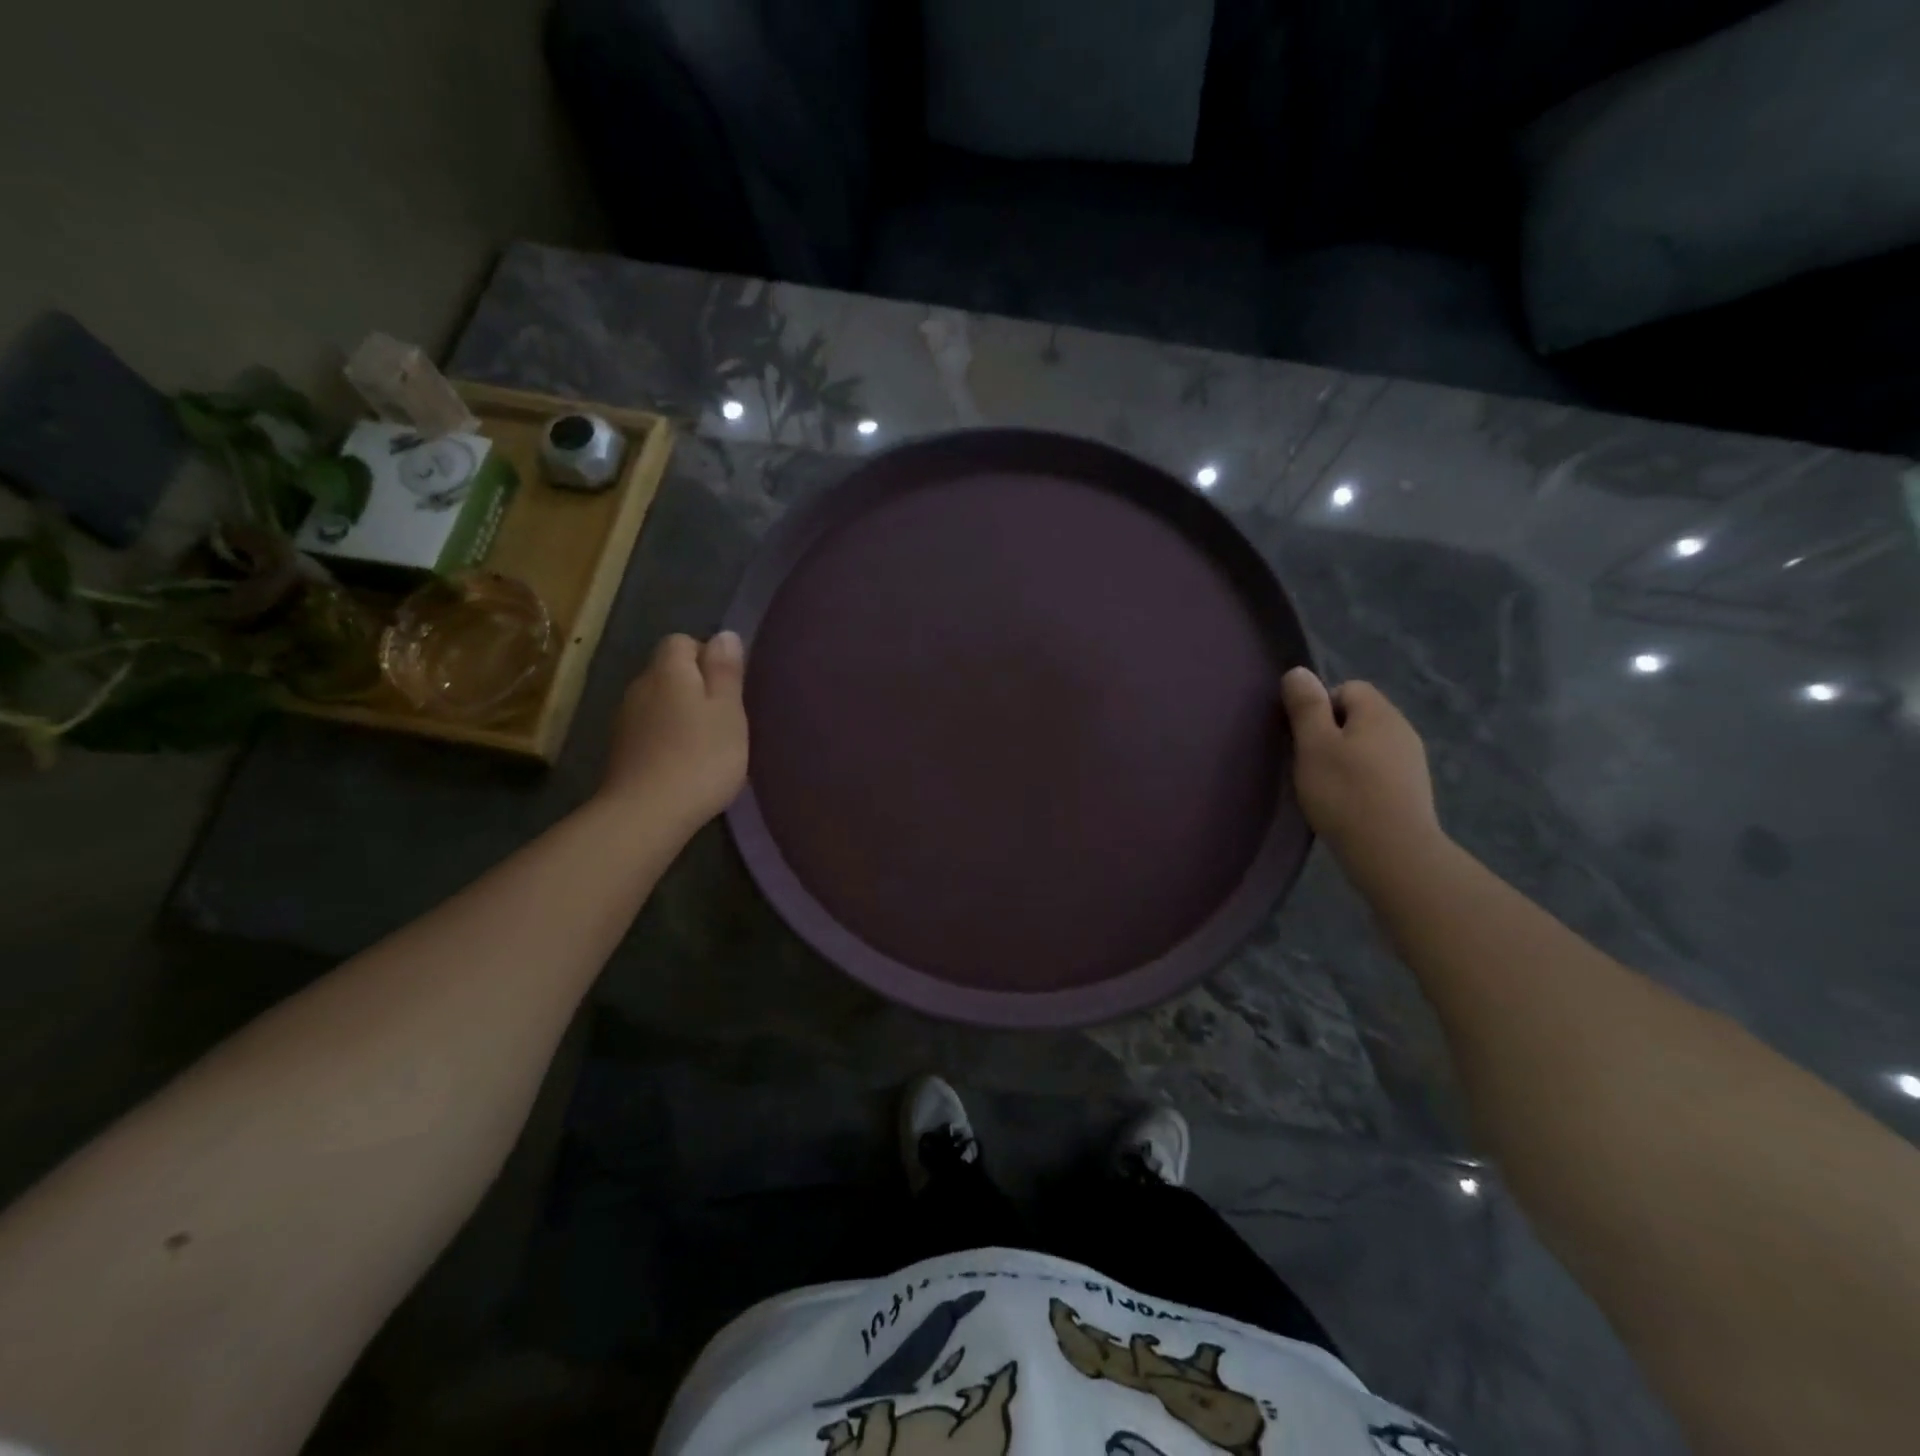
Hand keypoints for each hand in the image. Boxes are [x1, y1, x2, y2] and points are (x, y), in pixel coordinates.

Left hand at [599, 631, 748, 825]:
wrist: (646, 813)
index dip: (707, 656)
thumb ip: (726, 671)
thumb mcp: (728, 711)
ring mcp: (625, 719)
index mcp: (668, 671)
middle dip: (695, 685)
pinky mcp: (621, 750)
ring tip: (707, 742)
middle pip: (668, 671)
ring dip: (680, 713)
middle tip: (724, 717)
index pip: (682, 641)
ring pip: (658, 701)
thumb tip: (724, 635)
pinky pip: (649, 729)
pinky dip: (667, 737)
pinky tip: (684, 762)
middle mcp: (640, 686)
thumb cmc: (700, 757)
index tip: (729, 687)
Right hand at [1280, 668, 1441, 863]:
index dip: (1320, 707)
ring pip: (1369, 745)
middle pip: (1359, 716)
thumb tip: (1299, 672)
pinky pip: (1380, 770)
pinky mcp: (1412, 790)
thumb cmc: (1345, 793)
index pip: (1348, 688)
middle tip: (1310, 763)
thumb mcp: (1313, 745)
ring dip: (1347, 758)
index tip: (1305, 738)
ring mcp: (1412, 761)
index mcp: (1379, 713)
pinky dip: (1362, 780)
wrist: (1392, 852)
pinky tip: (1348, 803)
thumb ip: (1306, 706)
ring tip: (1327, 786)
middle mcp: (1402, 729)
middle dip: (1332, 733)